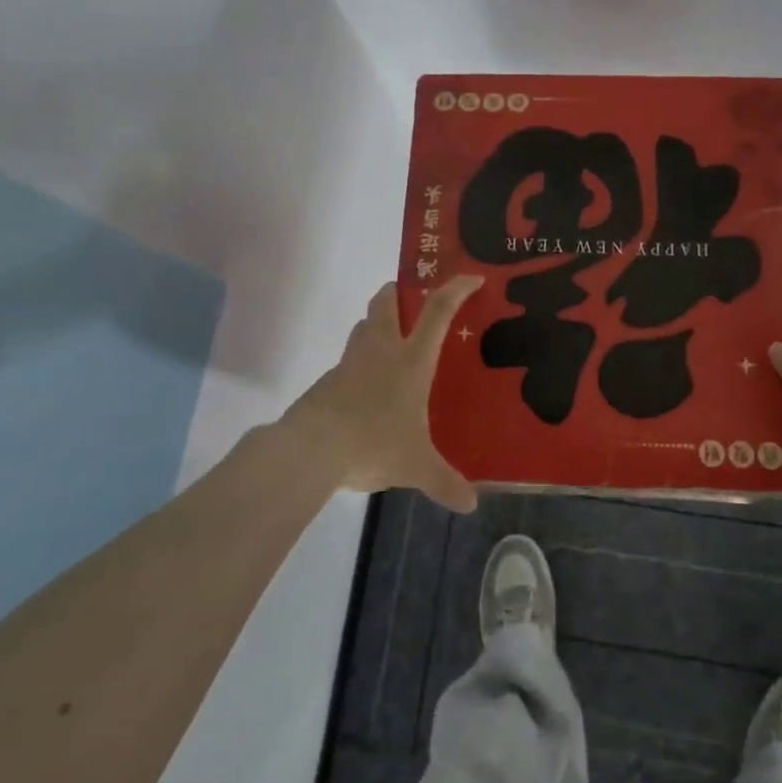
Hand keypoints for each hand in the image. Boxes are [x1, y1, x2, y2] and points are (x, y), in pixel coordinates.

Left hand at [278, 276, 483, 512]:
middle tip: (412, 300)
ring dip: (377, 324)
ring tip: (393, 344)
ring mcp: (350, 363)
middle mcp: (381, 350)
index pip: (437, 312)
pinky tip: (368, 390)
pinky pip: (349, 361)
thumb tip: (470, 504)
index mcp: (410, 360)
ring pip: (364, 327)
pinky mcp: (328, 381)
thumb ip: (443, 481)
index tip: (470, 278)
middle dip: (399, 292)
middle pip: (386, 302)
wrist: (311, 448)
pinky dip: (361, 363)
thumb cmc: (373, 442)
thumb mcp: (415, 466)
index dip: (455, 290)